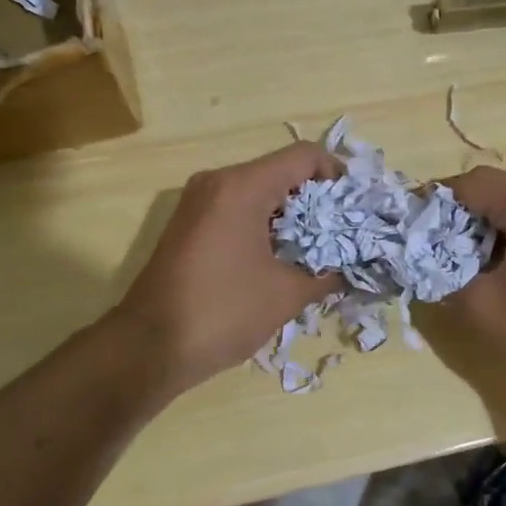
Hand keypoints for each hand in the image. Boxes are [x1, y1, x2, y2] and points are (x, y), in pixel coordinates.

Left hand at [112, 141, 342, 392]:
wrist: (148, 348)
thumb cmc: (222, 312)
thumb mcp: (286, 295)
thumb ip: (327, 274)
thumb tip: (353, 270)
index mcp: (242, 187)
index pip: (304, 156)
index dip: (337, 176)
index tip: (356, 209)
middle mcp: (217, 182)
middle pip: (281, 172)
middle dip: (317, 200)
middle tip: (344, 233)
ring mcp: (198, 203)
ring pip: (259, 193)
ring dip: (292, 216)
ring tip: (319, 250)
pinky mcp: (189, 226)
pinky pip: (237, 210)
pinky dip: (265, 226)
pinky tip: (283, 259)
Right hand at [436, 167, 505, 407]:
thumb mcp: (481, 307)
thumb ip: (442, 275)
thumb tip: (420, 261)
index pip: (474, 183)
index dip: (437, 198)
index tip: (412, 222)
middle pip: (497, 189)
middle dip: (460, 213)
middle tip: (431, 244)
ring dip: (485, 225)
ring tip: (460, 258)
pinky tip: (496, 266)